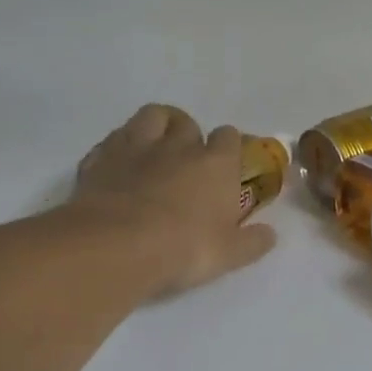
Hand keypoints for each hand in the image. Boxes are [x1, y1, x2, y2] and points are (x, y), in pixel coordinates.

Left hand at [72, 105, 276, 296]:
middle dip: (190, 135)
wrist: (116, 246)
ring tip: (155, 147)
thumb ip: (252, 242)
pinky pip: (113, 139)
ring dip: (157, 126)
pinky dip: (119, 148)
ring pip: (152, 115)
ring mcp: (137, 147)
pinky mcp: (101, 158)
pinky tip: (119, 166)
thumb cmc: (184, 248)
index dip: (228, 148)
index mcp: (216, 163)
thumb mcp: (228, 254)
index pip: (229, 137)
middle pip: (188, 123)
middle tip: (187, 162)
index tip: (226, 166)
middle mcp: (179, 146)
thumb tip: (270, 234)